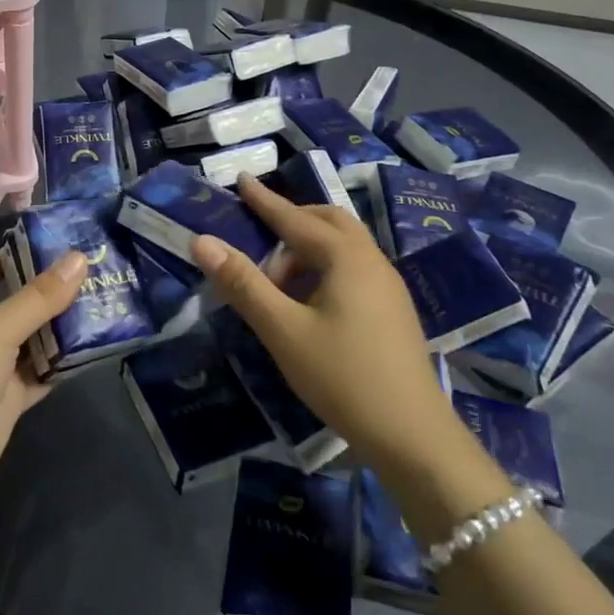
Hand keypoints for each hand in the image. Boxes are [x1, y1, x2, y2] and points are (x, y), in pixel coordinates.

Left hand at [0, 248, 87, 516]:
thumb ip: (38, 297)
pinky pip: (41, 374)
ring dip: (62, 326)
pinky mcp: (8, 401)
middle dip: (49, 288)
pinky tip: (95, 349)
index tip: (54, 242)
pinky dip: (63, 363)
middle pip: (14, 301)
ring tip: (106, 302)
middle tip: (97, 270)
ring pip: (32, 339)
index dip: (11, 252)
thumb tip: (79, 257)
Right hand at [190, 175, 450, 465]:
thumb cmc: (342, 376)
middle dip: (292, 222)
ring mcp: (388, 286)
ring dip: (307, 251)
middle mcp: (371, 261)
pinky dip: (325, 269)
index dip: (264, 200)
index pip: (295, 218)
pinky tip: (310, 305)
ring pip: (344, 247)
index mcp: (346, 257)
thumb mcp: (283, 330)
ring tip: (277, 284)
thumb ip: (243, 283)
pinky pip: (354, 269)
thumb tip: (202, 241)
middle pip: (328, 222)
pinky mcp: (393, 310)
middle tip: (260, 237)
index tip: (241, 179)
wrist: (412, 435)